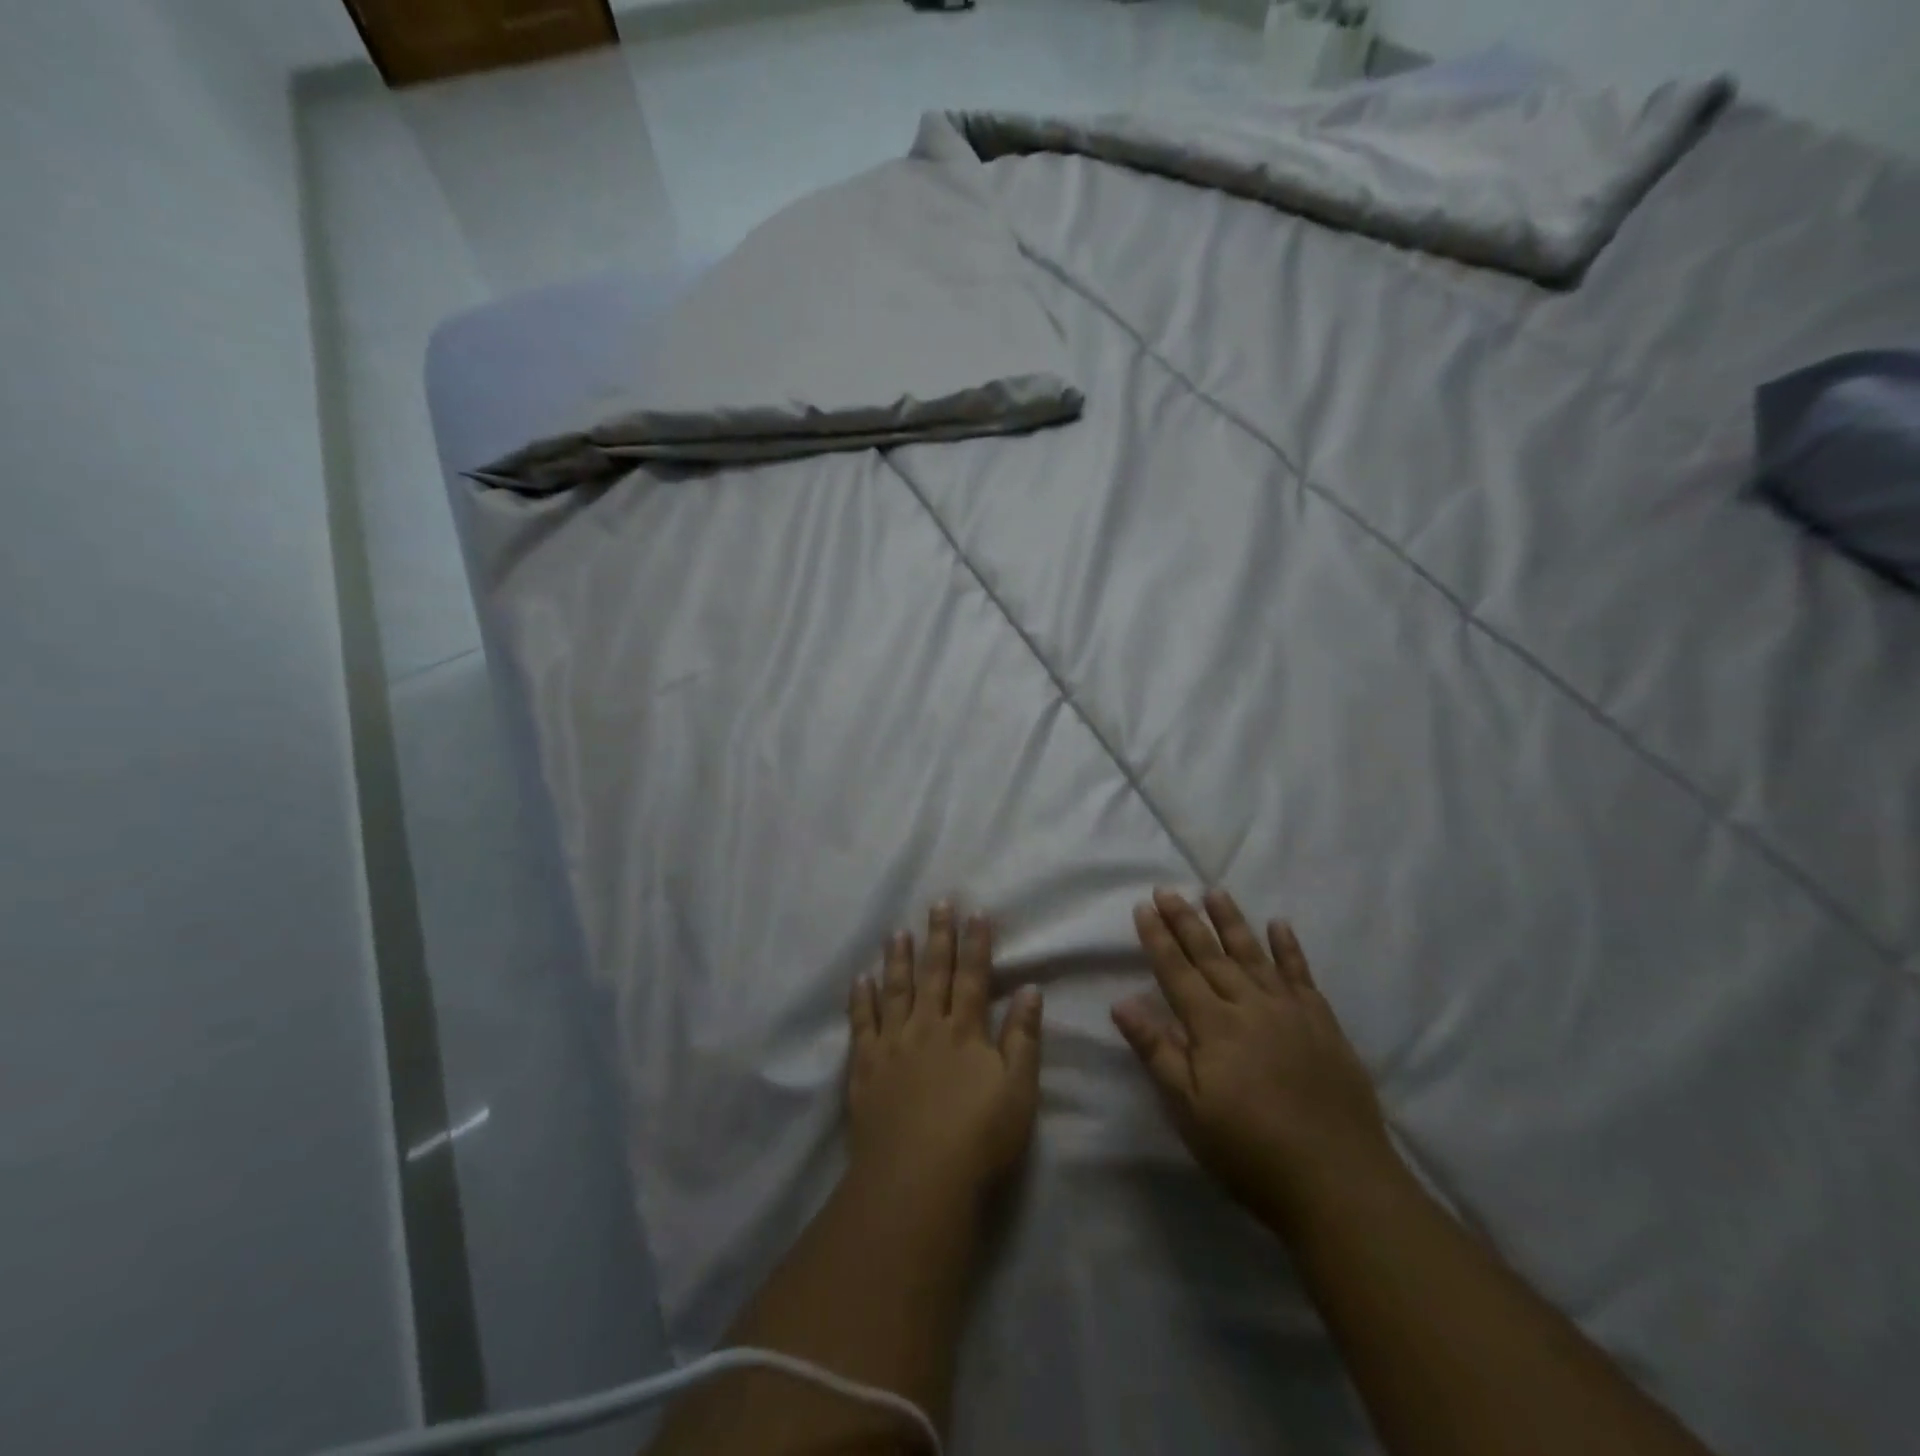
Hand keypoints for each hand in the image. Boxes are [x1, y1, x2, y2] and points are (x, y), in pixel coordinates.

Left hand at [848, 903, 1044, 1206]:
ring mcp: (892, 1044)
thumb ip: (1024, 1037)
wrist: (917, 1179)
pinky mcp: (865, 1066)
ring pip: (895, 990)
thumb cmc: (979, 1138)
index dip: (976, 944)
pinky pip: (861, 1024)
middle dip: (938, 937)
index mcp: (965, 1031)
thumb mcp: (1018, 1090)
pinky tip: (860, 979)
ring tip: (898, 932)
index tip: (976, 913)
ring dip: (898, 959)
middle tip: (937, 904)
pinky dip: (861, 999)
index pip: (973, 977)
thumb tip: (1031, 989)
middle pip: (934, 974)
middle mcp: (928, 1027)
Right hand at [1112, 888, 1396, 1233]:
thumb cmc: (1250, 1151)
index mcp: (1212, 1026)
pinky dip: (1289, 947)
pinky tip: (1280, 924)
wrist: (1339, 1182)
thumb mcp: (1189, 1111)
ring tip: (1214, 892)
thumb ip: (1157, 1051)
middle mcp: (1248, 1006)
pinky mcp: (1323, 1024)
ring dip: (1231, 921)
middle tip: (1168, 890)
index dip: (1157, 938)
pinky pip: (1301, 974)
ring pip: (1253, 954)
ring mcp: (1290, 1011)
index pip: (1176, 970)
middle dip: (1185, 920)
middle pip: (1210, 954)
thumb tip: (1120, 1002)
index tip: (1143, 906)